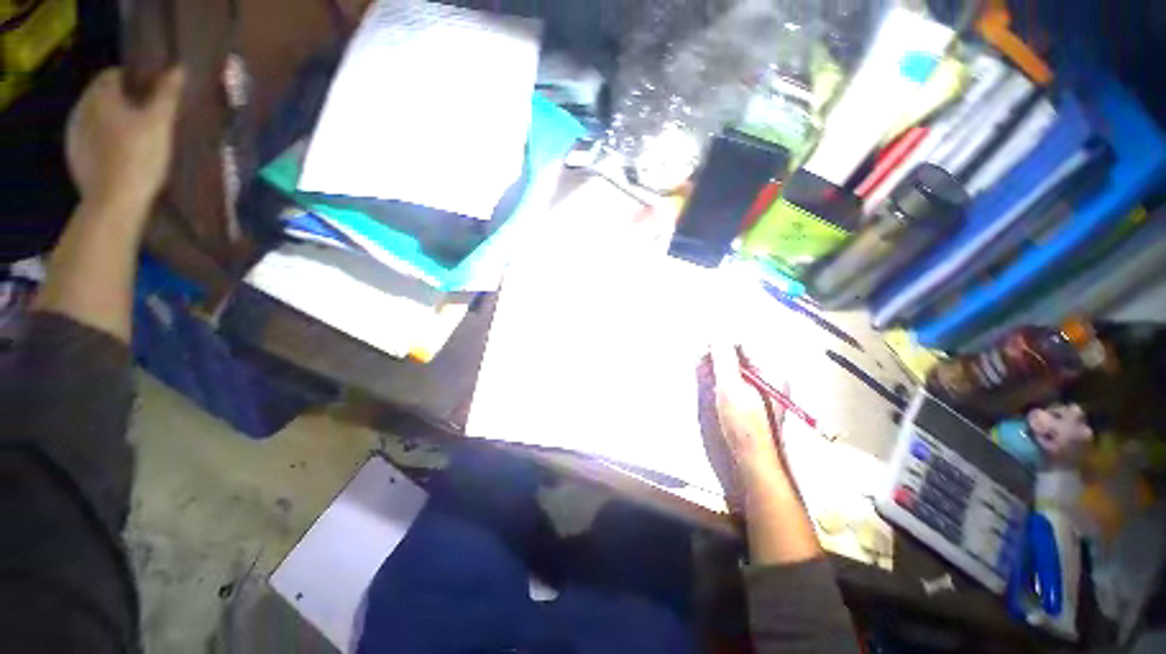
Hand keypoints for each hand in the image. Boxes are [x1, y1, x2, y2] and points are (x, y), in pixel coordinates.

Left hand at [66, 67, 184, 215]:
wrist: (114, 204)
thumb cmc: (139, 158)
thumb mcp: (160, 124)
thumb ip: (166, 94)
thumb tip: (177, 69)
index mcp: (99, 97)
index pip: (113, 74)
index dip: (134, 78)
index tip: (152, 90)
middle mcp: (81, 110)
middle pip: (103, 96)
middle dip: (123, 100)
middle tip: (147, 114)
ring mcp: (74, 136)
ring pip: (96, 118)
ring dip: (113, 121)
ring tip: (135, 136)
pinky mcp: (76, 158)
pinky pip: (91, 139)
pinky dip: (105, 140)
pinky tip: (120, 154)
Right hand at [709, 341, 786, 482]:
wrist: (753, 463)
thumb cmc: (744, 424)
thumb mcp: (731, 387)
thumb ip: (723, 358)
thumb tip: (716, 332)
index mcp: (770, 370)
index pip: (744, 343)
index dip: (722, 342)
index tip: (702, 347)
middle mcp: (766, 376)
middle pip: (737, 354)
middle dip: (716, 354)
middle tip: (698, 361)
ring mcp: (756, 389)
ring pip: (731, 367)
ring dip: (714, 366)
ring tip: (700, 371)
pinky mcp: (746, 400)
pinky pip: (729, 380)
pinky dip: (716, 378)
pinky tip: (706, 381)